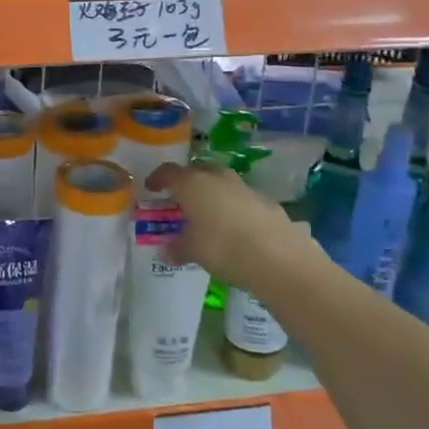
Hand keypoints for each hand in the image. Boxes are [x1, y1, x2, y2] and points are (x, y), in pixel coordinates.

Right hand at [146, 162, 322, 293]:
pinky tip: (234, 228)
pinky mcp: (266, 202)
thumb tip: (165, 250)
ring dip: (212, 194)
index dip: (157, 178)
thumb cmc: (222, 247)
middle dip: (187, 183)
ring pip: (221, 184)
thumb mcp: (192, 250)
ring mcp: (244, 187)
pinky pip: (241, 200)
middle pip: (197, 172)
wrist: (277, 257)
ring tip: (207, 214)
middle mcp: (217, 177)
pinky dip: (233, 208)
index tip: (151, 187)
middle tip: (180, 199)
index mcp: (192, 183)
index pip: (168, 172)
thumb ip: (177, 247)